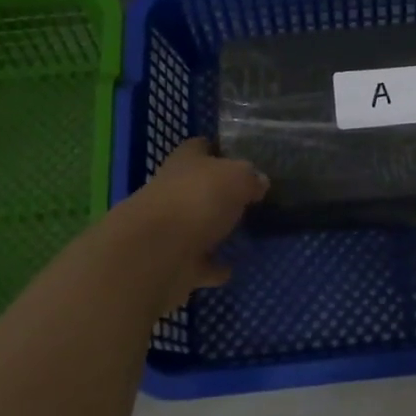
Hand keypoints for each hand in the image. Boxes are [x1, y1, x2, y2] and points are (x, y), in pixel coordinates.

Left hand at [118, 139, 268, 311]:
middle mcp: (172, 190)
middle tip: (250, 198)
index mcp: (185, 161)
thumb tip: (259, 181)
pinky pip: (198, 263)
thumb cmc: (197, 200)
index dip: (219, 149)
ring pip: (196, 226)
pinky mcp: (172, 263)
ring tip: (244, 233)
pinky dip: (212, 266)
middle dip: (218, 192)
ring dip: (214, 230)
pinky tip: (230, 268)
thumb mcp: (237, 178)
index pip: (200, 147)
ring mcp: (169, 229)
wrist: (155, 254)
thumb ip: (250, 178)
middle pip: (197, 187)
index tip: (241, 157)